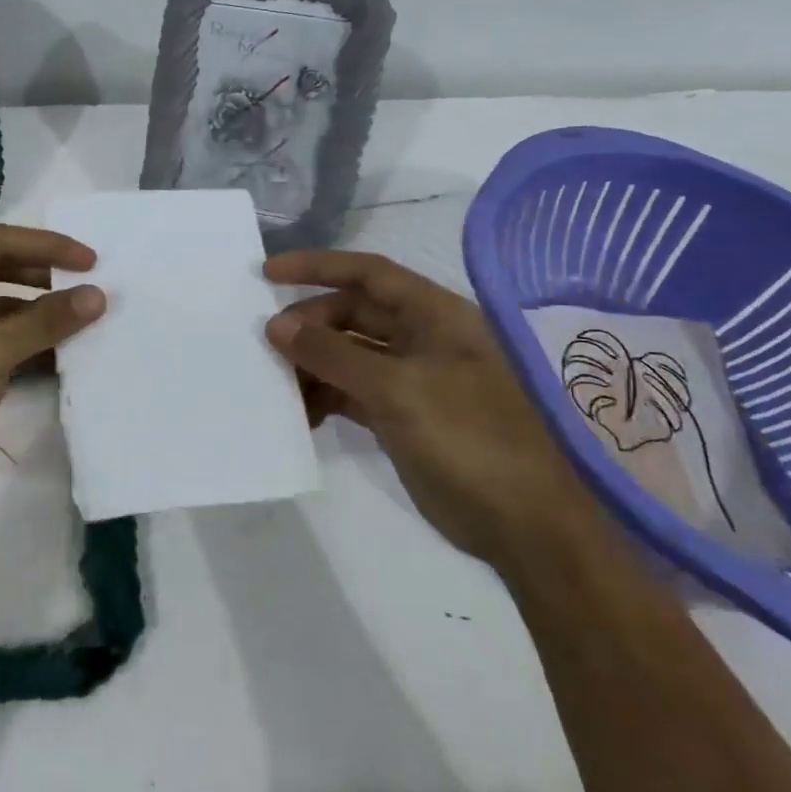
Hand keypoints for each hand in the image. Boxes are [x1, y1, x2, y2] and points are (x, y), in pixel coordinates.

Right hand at [263, 249, 591, 564]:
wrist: (523, 524)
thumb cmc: (468, 439)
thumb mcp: (397, 390)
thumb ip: (334, 355)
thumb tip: (277, 327)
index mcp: (436, 315)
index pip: (369, 273)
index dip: (318, 267)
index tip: (268, 273)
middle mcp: (423, 338)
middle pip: (353, 314)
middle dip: (310, 325)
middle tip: (267, 345)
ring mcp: (412, 378)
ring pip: (349, 355)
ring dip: (312, 364)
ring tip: (277, 385)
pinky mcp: (401, 415)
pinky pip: (351, 392)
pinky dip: (324, 397)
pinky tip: (300, 414)